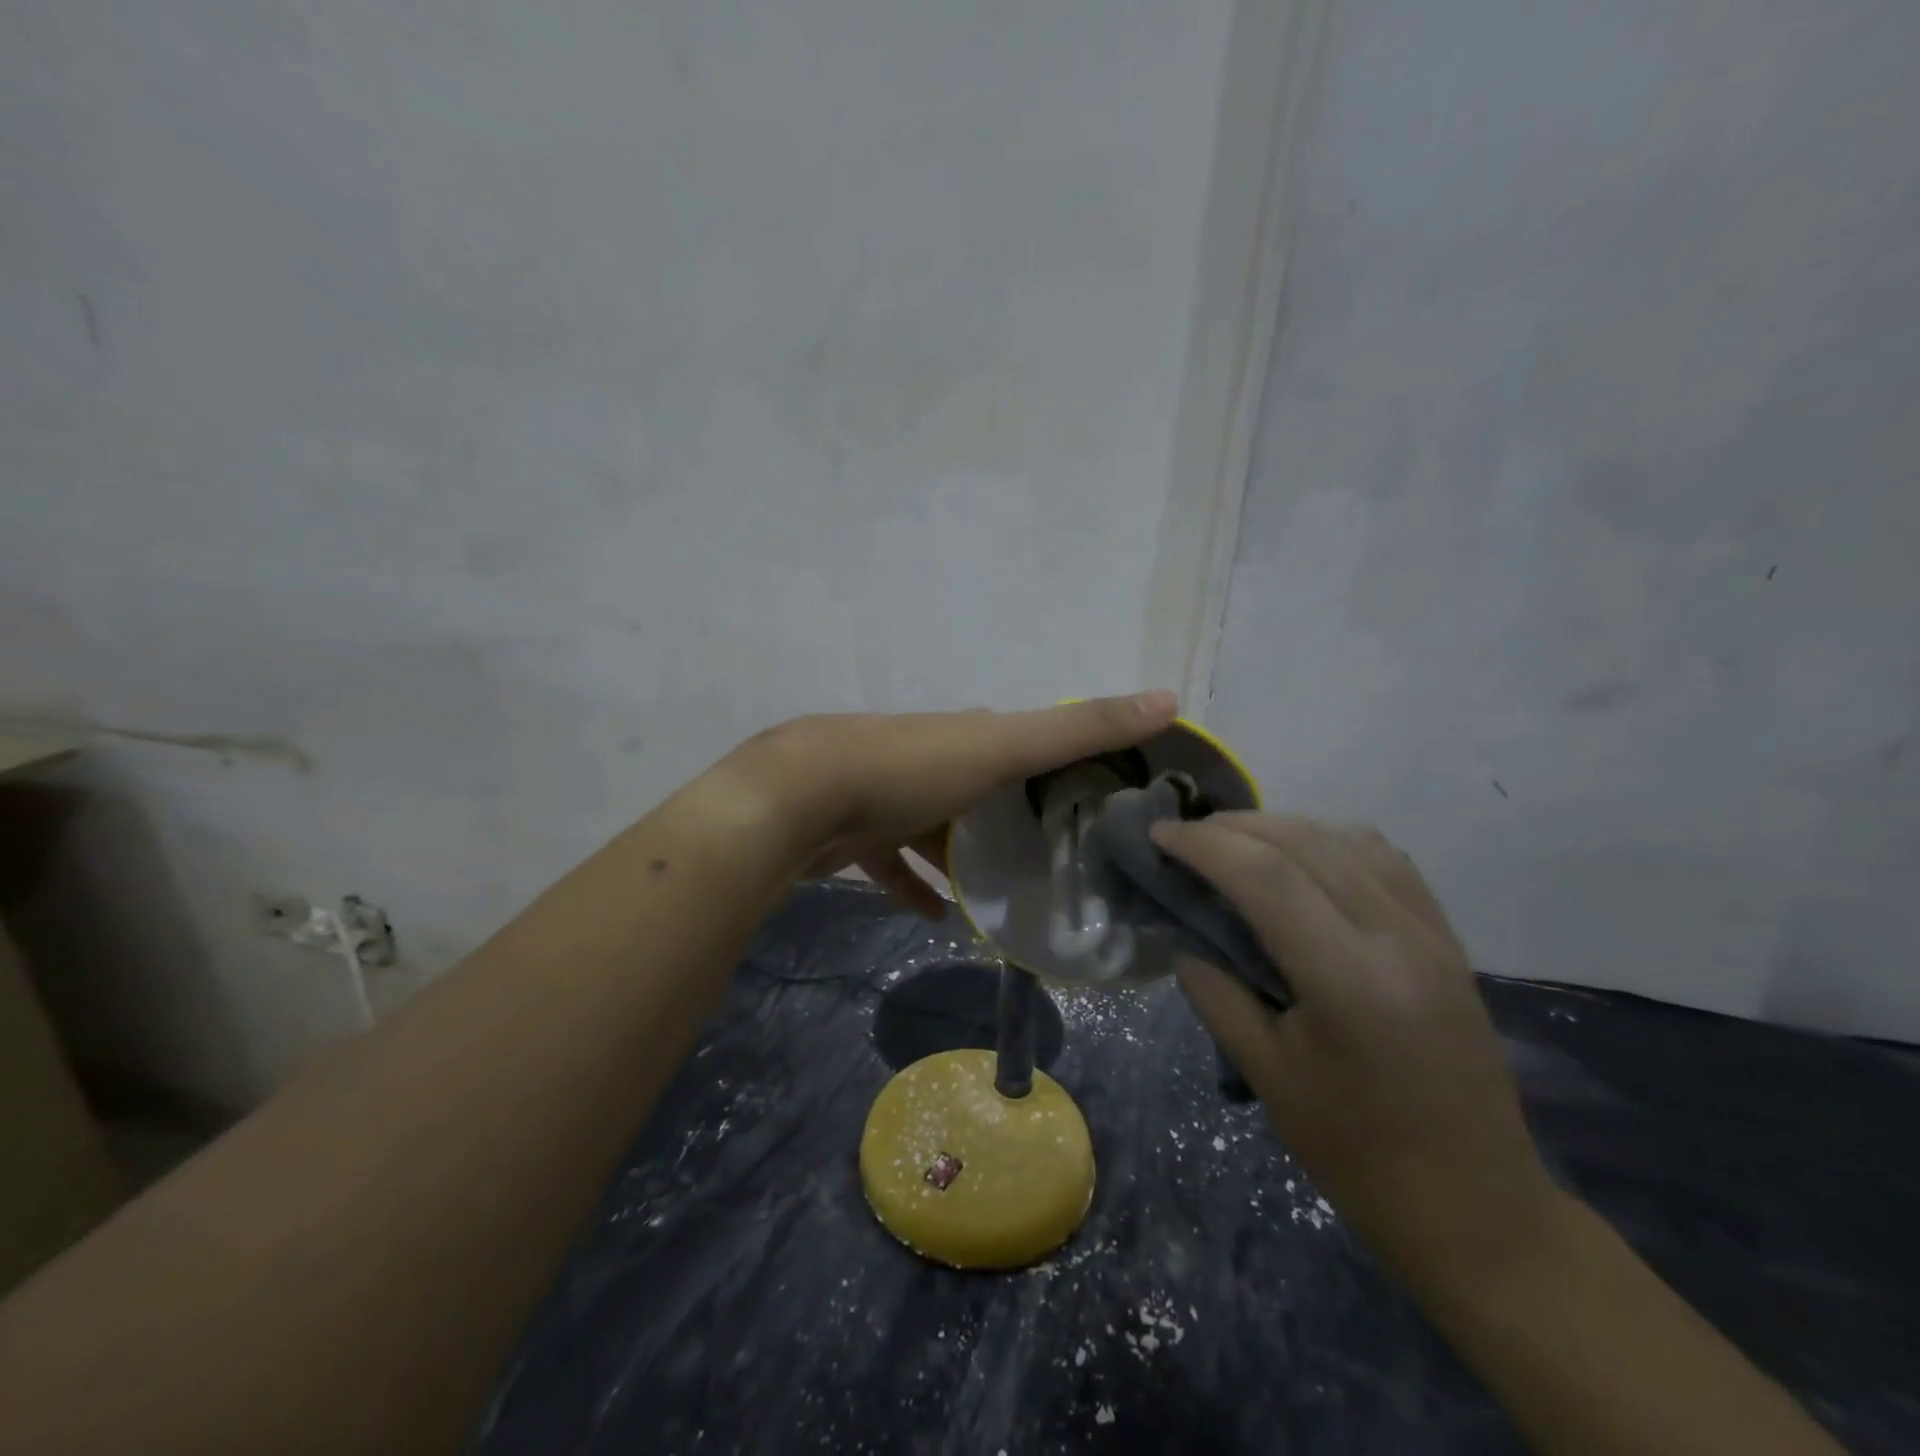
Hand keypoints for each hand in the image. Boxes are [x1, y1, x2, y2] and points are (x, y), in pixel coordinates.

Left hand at [728, 691, 1179, 917]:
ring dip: (964, 856)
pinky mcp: (855, 834)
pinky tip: (936, 917)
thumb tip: (1170, 697)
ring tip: (1003, 892)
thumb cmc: (909, 768)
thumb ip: (1080, 729)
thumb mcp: (1003, 746)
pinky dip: (915, 887)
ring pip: (936, 827)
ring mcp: (887, 795)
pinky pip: (893, 864)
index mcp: (967, 734)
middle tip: (1054, 859)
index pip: (1025, 741)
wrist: (799, 798)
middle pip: (982, 787)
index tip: (1097, 800)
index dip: (1062, 762)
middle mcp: (930, 758)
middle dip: (1013, 815)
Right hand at [1150, 814, 1561, 1291]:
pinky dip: (1329, 840)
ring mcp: (1432, 933)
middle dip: (1232, 827)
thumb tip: (1179, 931)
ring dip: (1280, 826)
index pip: (1265, 876)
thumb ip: (1214, 990)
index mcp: (1350, 981)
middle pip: (1303, 842)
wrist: (1477, 1208)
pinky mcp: (1447, 938)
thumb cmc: (1357, 1154)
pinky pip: (1384, 858)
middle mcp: (1398, 938)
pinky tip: (1301, 855)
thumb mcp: (1266, 1075)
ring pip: (1346, 837)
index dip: (1203, 845)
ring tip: (1233, 842)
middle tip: (1184, 836)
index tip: (1157, 834)